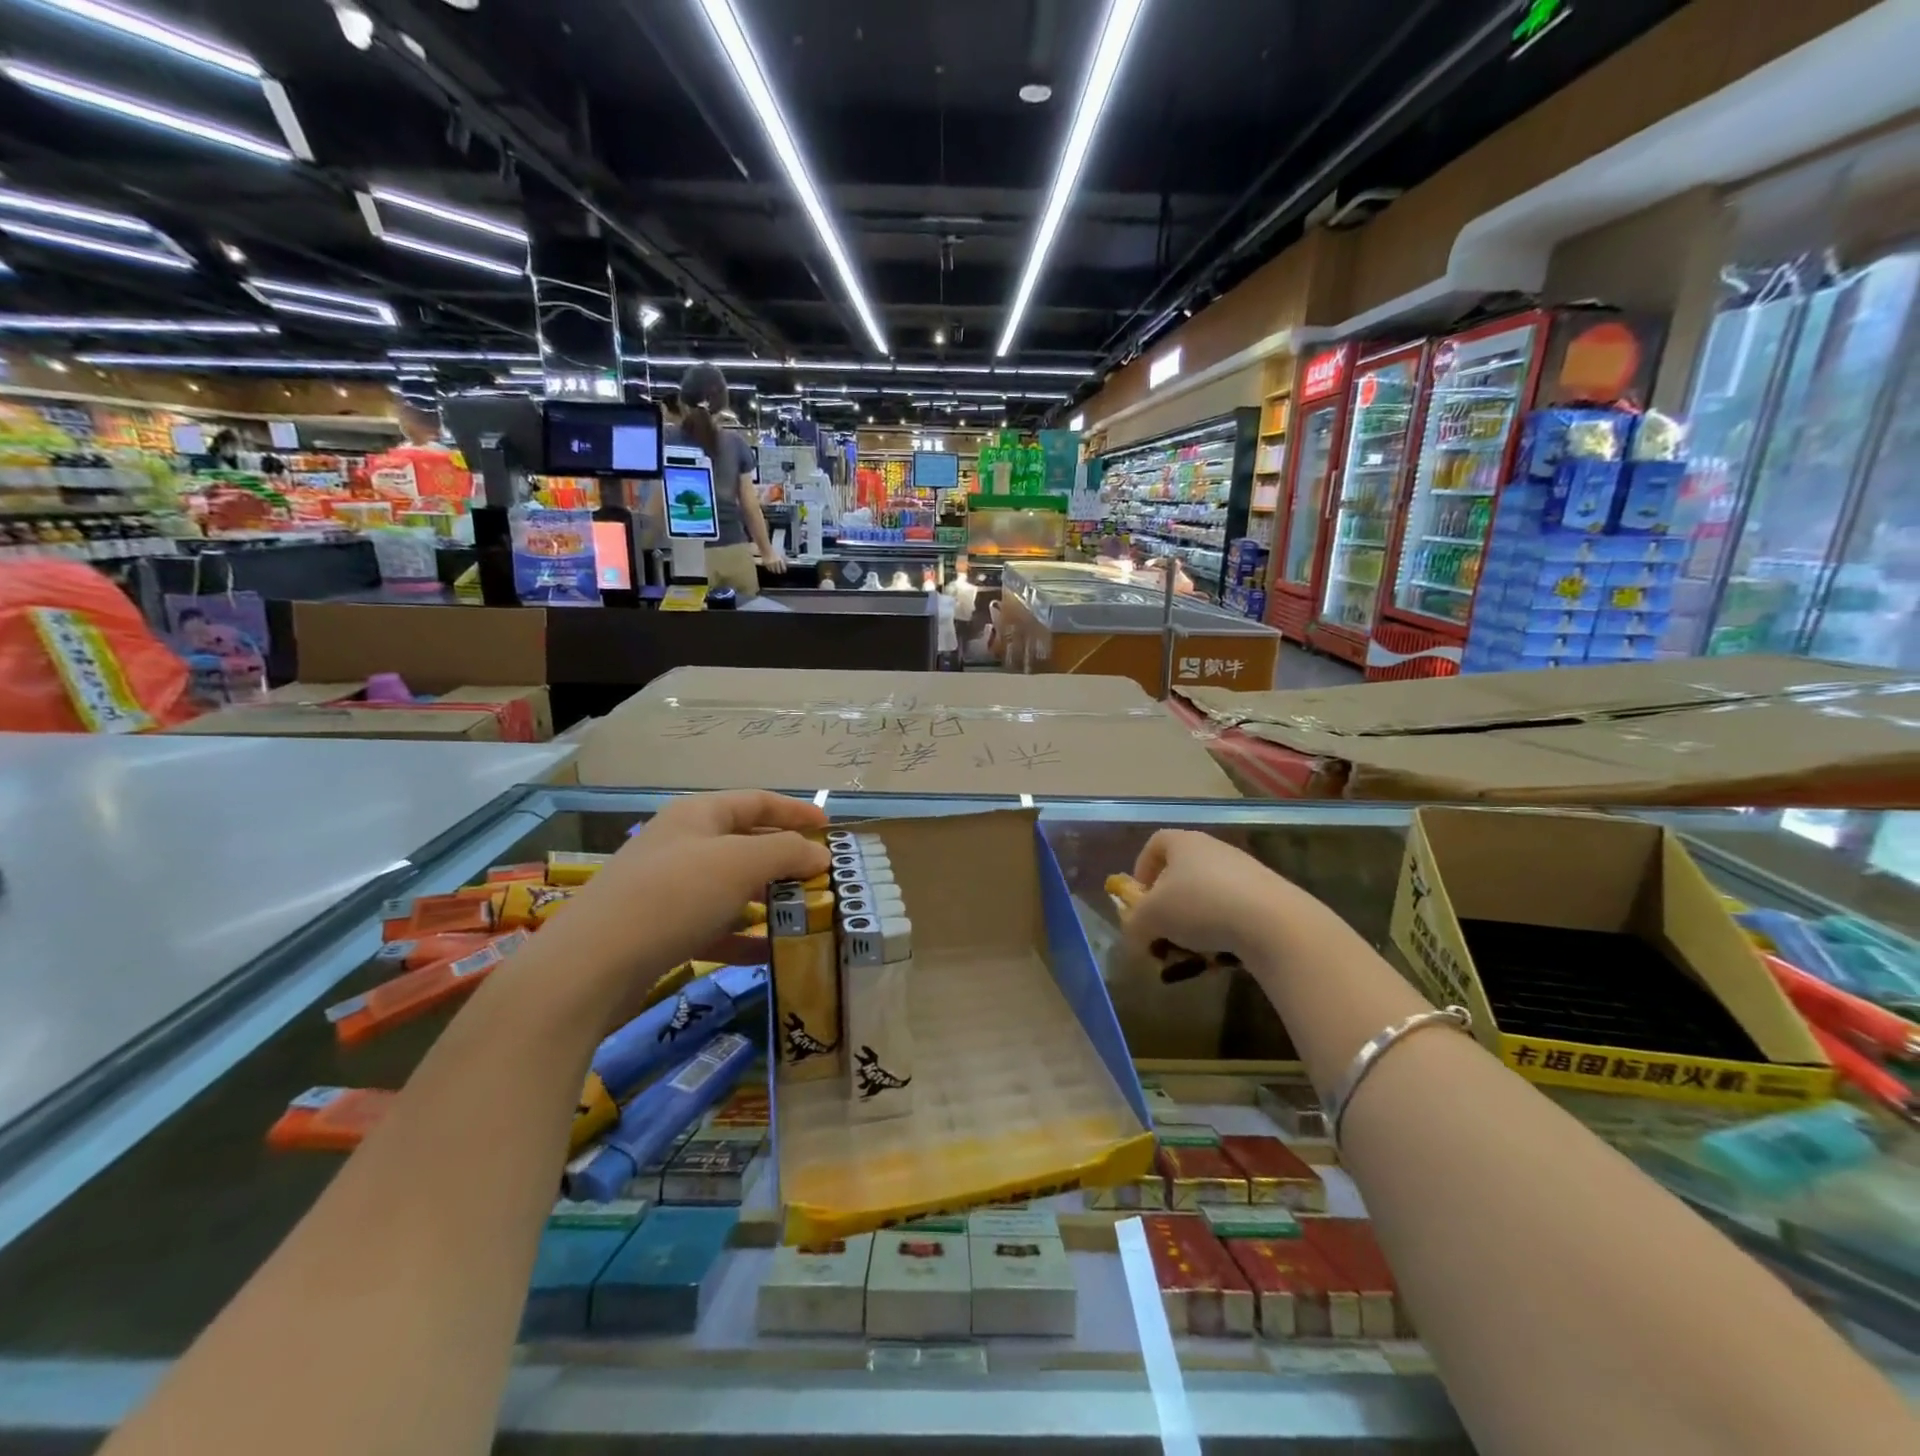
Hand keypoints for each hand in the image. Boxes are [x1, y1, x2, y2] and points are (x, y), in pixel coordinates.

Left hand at [546, 791, 827, 993]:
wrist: (591, 966)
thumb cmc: (673, 896)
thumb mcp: (740, 864)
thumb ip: (786, 853)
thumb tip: (820, 855)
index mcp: (698, 815)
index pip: (757, 801)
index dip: (796, 811)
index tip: (830, 829)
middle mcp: (683, 844)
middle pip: (745, 843)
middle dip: (786, 860)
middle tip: (823, 878)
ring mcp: (669, 889)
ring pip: (732, 888)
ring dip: (769, 900)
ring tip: (806, 916)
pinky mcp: (662, 930)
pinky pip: (715, 926)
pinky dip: (744, 936)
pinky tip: (771, 955)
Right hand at [763, 547, 788, 573]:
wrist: (765, 548)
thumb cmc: (774, 550)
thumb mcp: (781, 552)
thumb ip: (784, 558)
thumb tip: (788, 561)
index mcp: (780, 560)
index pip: (783, 568)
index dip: (784, 570)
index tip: (784, 571)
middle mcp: (776, 563)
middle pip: (778, 571)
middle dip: (779, 571)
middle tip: (779, 571)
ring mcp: (771, 564)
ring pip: (774, 571)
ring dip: (775, 571)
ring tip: (775, 570)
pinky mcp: (766, 565)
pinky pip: (769, 569)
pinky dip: (770, 569)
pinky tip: (771, 568)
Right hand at [1121, 830, 1341, 969]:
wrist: (1273, 922)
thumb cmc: (1200, 906)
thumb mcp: (1150, 918)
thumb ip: (1134, 925)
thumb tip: (1134, 936)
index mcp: (1184, 843)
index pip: (1155, 844)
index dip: (1142, 868)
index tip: (1140, 898)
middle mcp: (1214, 849)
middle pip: (1182, 872)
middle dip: (1168, 904)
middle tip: (1163, 930)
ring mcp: (1245, 871)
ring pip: (1208, 895)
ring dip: (1194, 921)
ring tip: (1192, 950)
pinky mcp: (1269, 895)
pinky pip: (1234, 911)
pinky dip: (1223, 931)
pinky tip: (1222, 955)